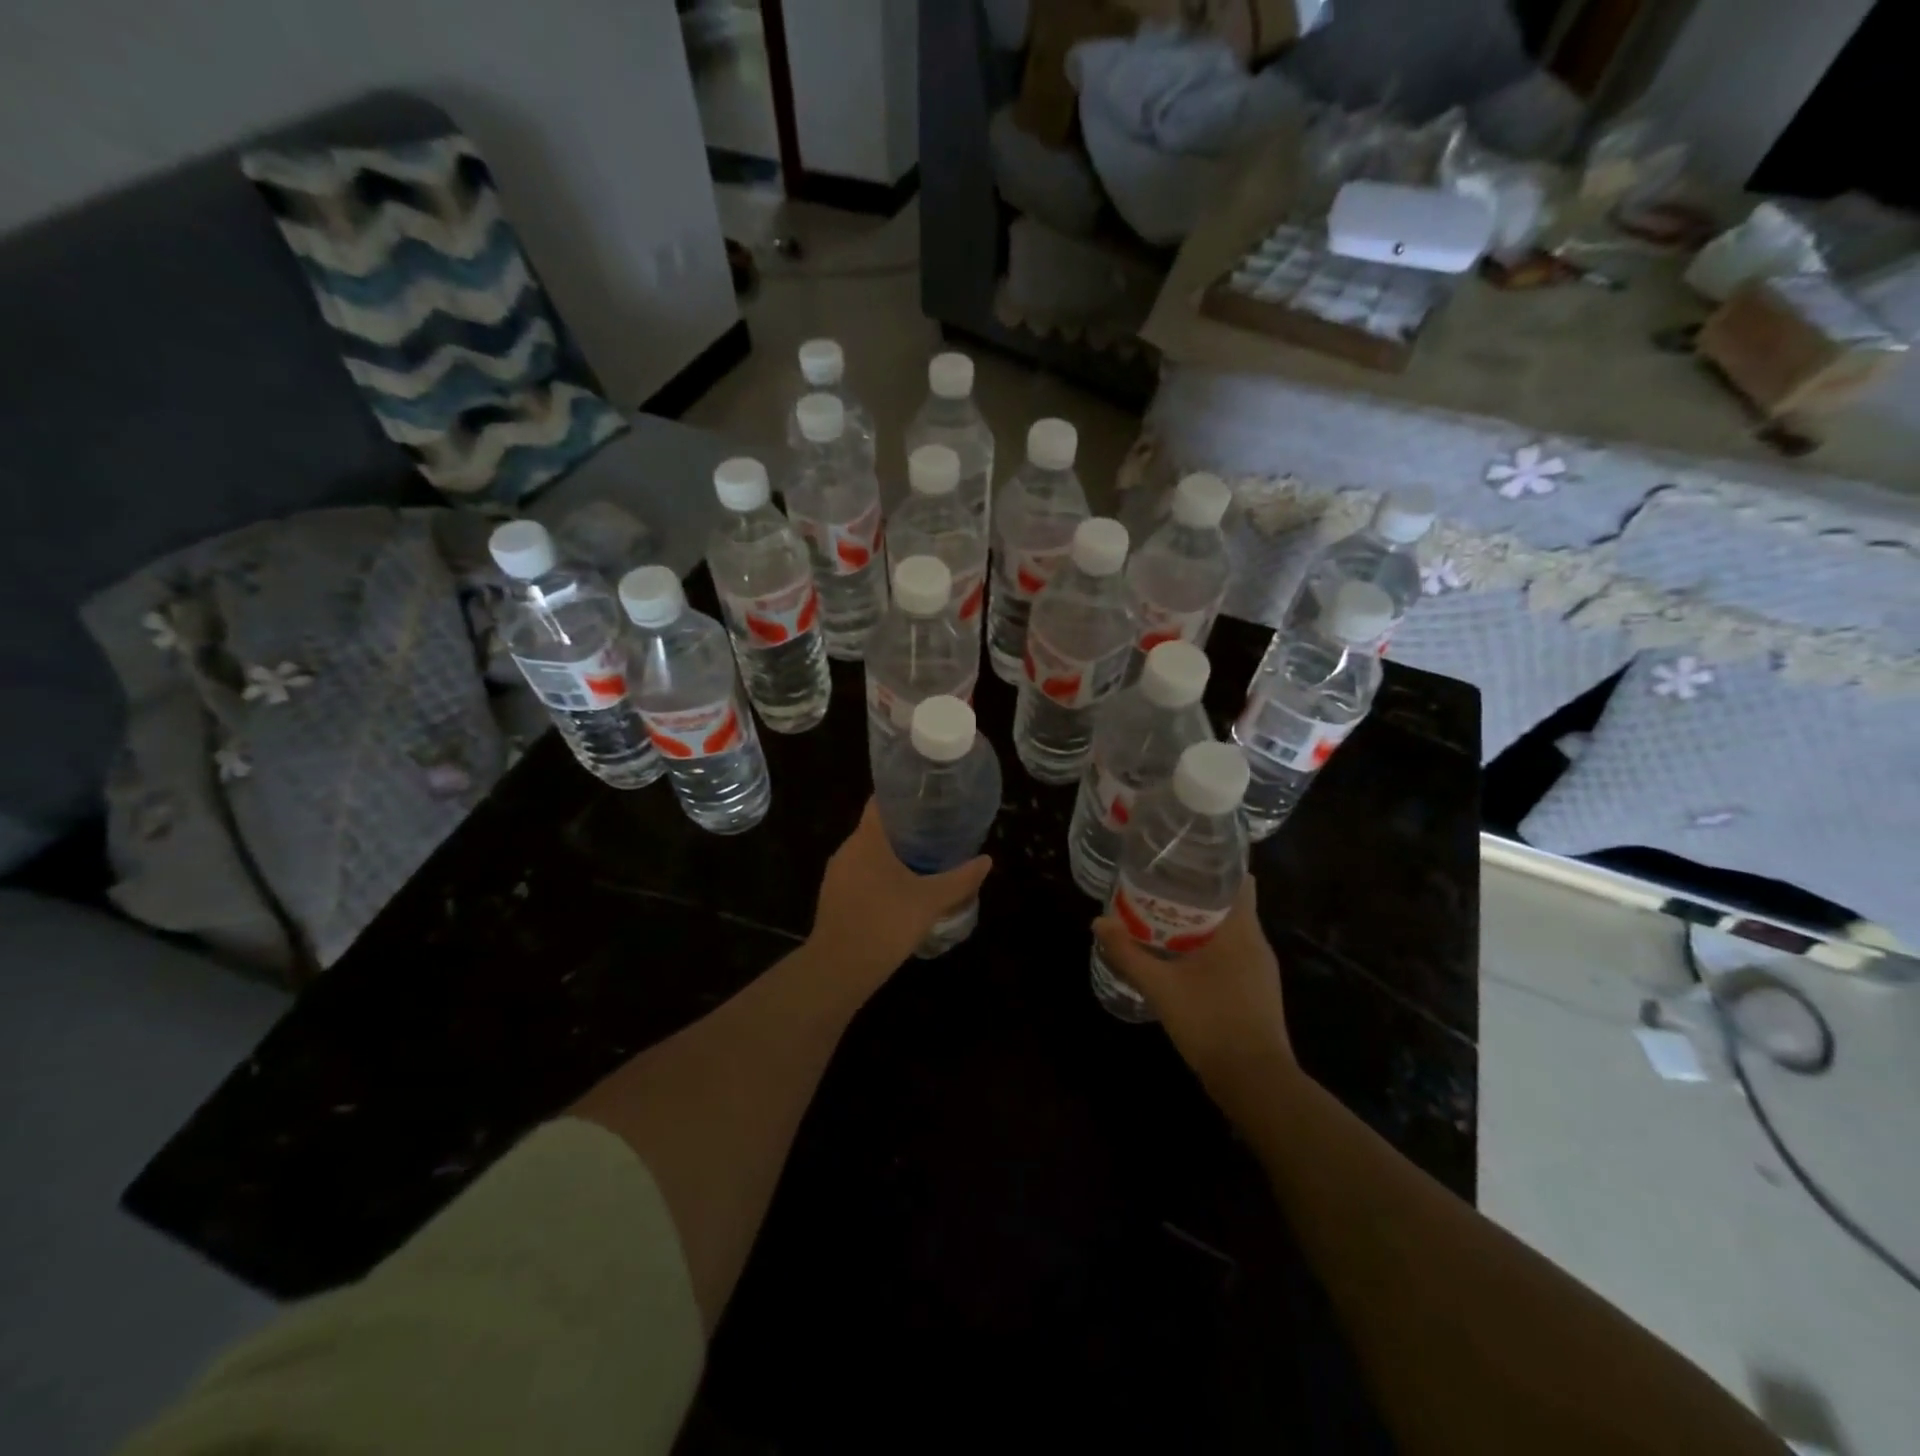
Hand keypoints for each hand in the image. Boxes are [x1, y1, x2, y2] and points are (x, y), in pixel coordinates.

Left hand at [808, 801, 991, 994]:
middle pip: (876, 828)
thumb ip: (959, 879)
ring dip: (891, 855)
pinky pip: (859, 876)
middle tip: (935, 831)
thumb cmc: (885, 923)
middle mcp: (847, 850)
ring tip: (922, 861)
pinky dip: (878, 876)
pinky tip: (899, 892)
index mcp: (866, 840)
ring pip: (867, 854)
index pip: (880, 802)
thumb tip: (986, 861)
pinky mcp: (833, 898)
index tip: (928, 800)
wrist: (839, 969)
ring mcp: (836, 875)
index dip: (903, 797)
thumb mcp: (930, 901)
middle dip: (904, 829)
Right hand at [1093, 877, 1294, 1091]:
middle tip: (1156, 886)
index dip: (1212, 866)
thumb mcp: (1161, 988)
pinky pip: (1231, 954)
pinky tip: (1179, 957)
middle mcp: (1256, 943)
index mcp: (1241, 930)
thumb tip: (1098, 922)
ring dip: (1199, 923)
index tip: (1179, 858)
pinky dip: (1206, 947)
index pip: (1238, 880)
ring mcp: (1259, 969)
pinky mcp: (1255, 991)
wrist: (1255, 1083)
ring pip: (1229, 931)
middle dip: (1195, 894)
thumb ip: (1128, 954)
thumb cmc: (1211, 1022)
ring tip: (1160, 917)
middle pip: (1229, 903)